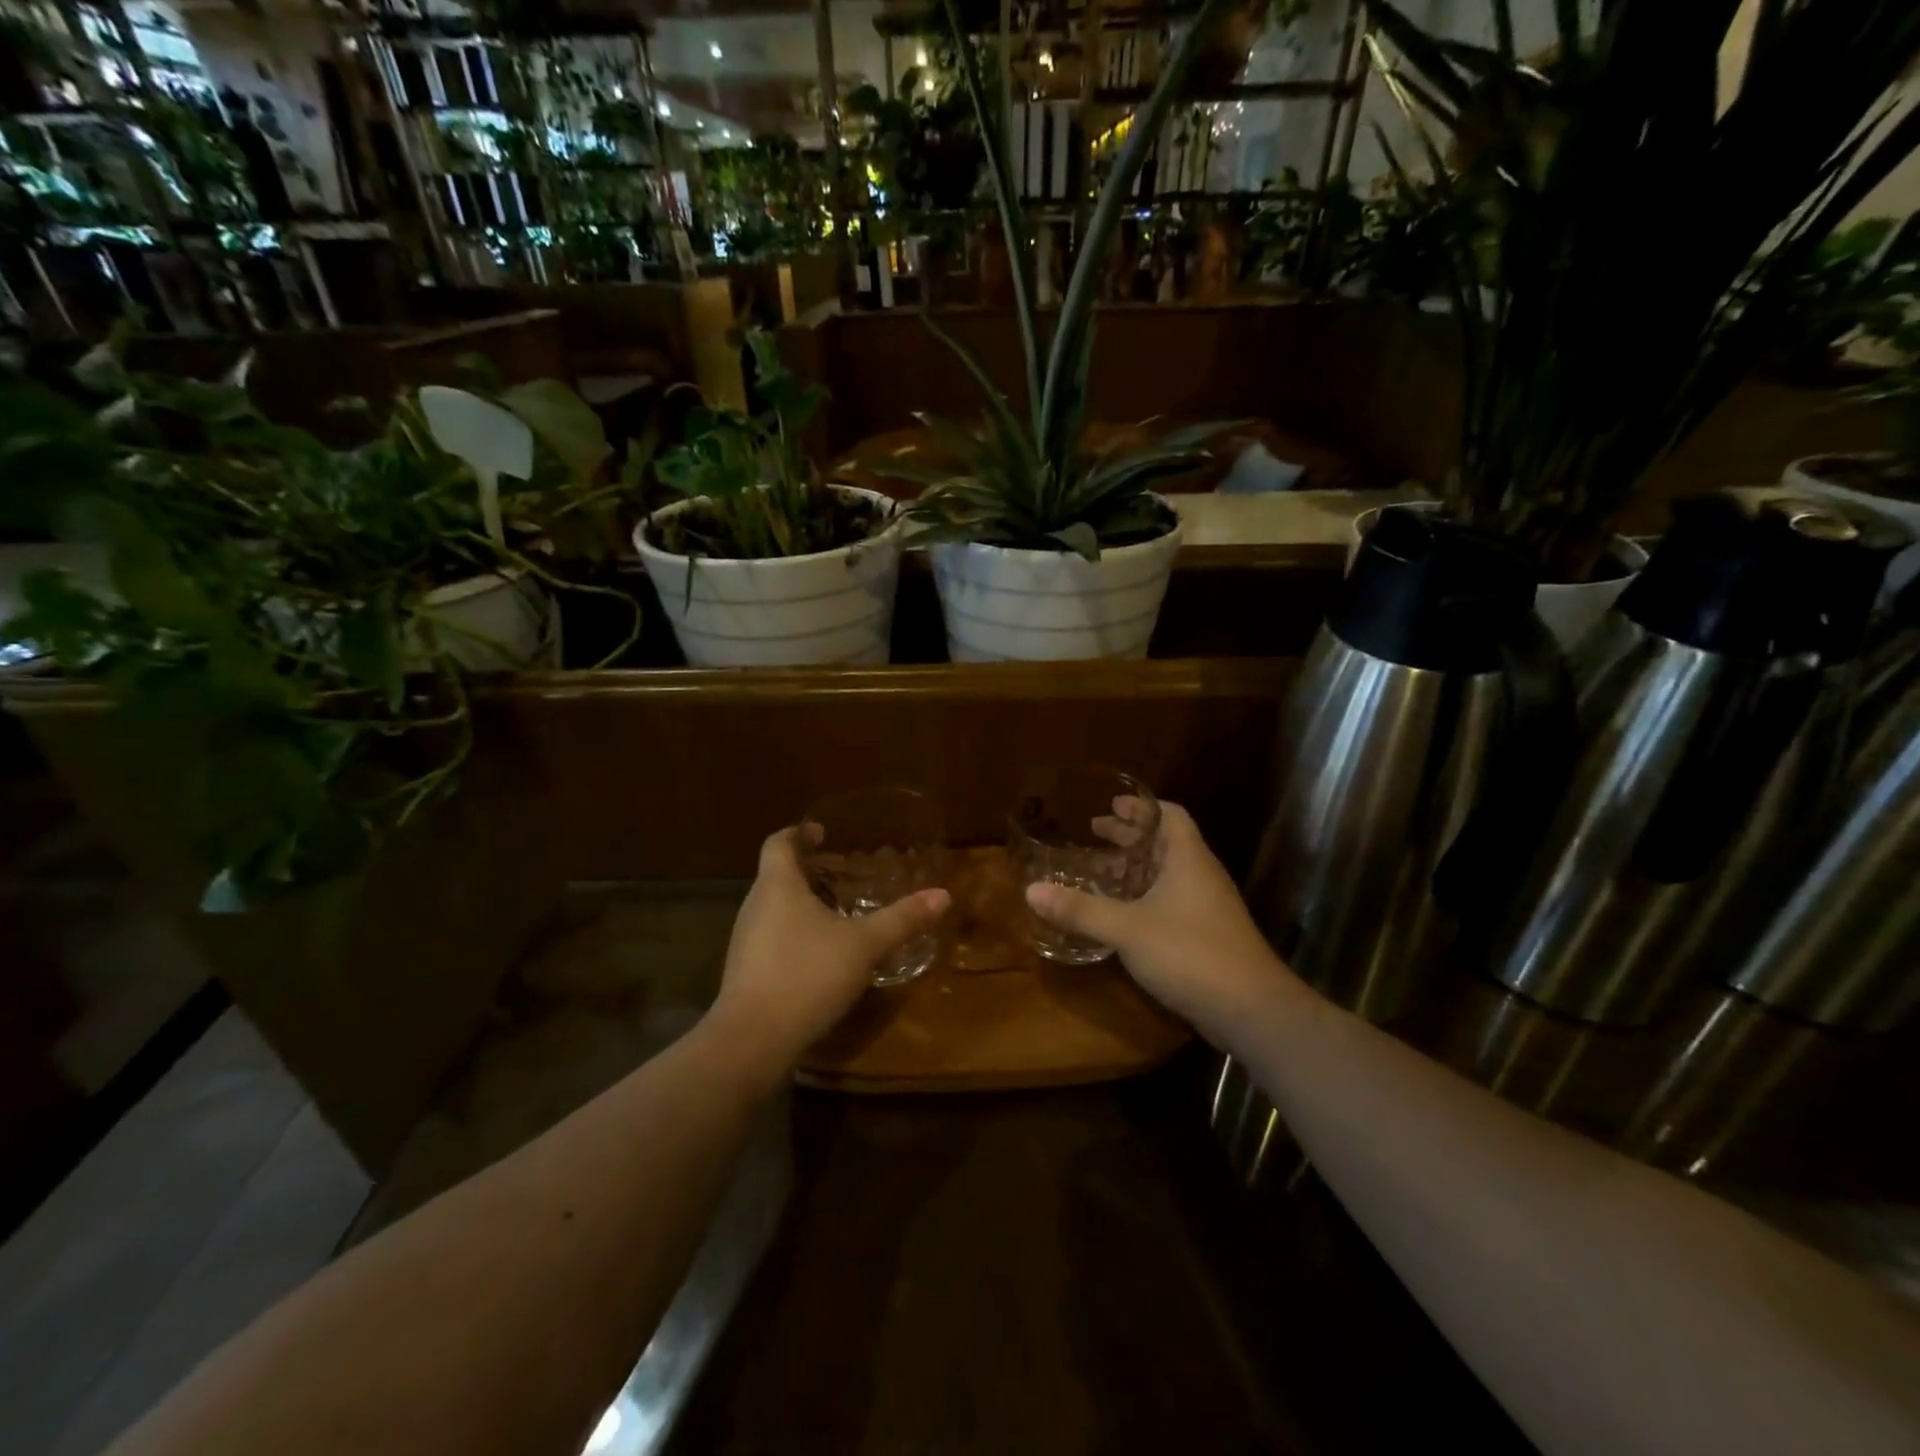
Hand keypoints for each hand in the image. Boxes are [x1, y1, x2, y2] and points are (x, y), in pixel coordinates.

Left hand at [708, 827, 949, 1068]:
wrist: (752, 1040)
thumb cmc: (807, 975)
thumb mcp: (864, 945)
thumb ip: (902, 919)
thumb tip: (943, 895)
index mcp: (777, 885)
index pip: (778, 842)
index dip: (799, 833)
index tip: (823, 833)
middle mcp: (755, 905)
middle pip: (778, 874)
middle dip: (810, 870)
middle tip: (845, 874)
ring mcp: (745, 940)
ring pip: (775, 907)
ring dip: (803, 903)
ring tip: (839, 912)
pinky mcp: (746, 970)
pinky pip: (772, 936)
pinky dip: (795, 932)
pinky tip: (822, 954)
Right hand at [1025, 800, 1290, 1039]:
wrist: (1251, 1010)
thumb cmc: (1190, 953)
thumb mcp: (1127, 929)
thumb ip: (1080, 910)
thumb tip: (1032, 890)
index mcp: (1187, 858)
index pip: (1170, 814)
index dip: (1141, 806)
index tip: (1111, 804)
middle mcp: (1201, 875)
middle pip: (1166, 842)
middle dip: (1131, 835)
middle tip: (1095, 831)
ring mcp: (1207, 907)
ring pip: (1169, 873)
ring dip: (1137, 867)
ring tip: (1102, 870)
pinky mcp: (1207, 935)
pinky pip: (1172, 900)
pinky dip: (1145, 896)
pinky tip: (1123, 913)